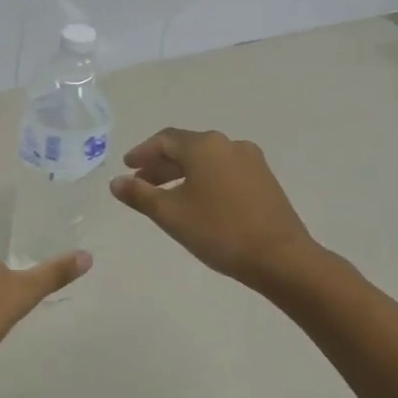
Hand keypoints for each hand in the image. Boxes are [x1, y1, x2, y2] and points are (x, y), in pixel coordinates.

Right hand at [109, 129, 318, 290]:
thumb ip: (140, 195)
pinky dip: (204, 180)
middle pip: (186, 148)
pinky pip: (224, 171)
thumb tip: (116, 182)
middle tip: (141, 183)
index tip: (127, 167)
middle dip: (161, 165)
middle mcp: (228, 144)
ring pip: (207, 160)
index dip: (142, 152)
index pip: (165, 140)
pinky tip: (197, 202)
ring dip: (182, 174)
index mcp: (204, 146)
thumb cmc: (219, 231)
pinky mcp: (264, 180)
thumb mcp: (171, 214)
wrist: (281, 258)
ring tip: (165, 196)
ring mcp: (251, 161)